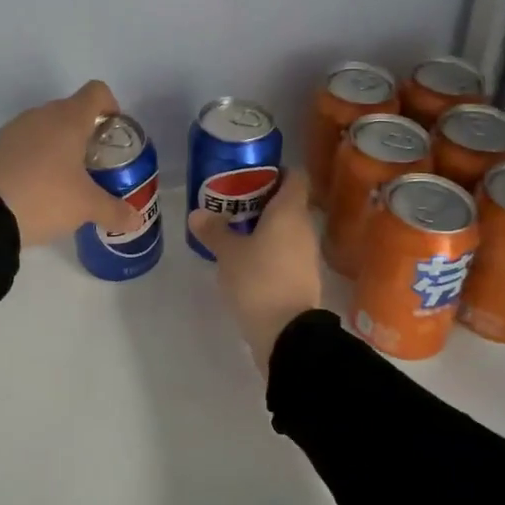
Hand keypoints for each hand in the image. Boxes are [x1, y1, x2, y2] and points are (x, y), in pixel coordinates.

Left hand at [0, 81, 143, 247]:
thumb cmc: (46, 198)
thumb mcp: (86, 207)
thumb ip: (115, 211)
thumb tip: (135, 220)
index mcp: (69, 119)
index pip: (97, 92)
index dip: (110, 107)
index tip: (112, 134)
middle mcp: (41, 115)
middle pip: (71, 109)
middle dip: (85, 131)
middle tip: (92, 164)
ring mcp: (14, 128)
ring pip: (45, 125)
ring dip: (57, 143)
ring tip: (63, 178)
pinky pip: (23, 141)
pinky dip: (34, 154)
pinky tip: (35, 185)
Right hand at [188, 167, 322, 371]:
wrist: (287, 334)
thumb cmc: (258, 280)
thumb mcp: (228, 254)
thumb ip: (214, 231)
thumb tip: (197, 214)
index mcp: (290, 211)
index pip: (295, 176)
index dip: (277, 170)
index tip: (252, 174)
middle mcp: (304, 227)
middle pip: (289, 202)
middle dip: (264, 199)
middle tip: (234, 201)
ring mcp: (307, 253)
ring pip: (288, 228)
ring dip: (266, 226)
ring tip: (236, 228)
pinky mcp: (303, 276)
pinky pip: (287, 250)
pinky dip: (271, 247)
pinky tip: (248, 257)